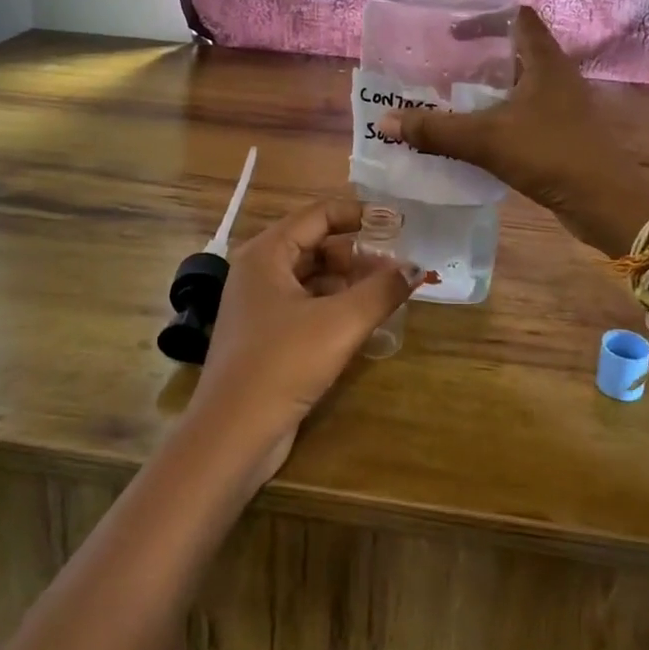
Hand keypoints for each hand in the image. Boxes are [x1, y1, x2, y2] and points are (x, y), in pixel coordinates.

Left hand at [188, 199, 419, 483]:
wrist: (232, 435)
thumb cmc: (283, 364)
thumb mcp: (340, 323)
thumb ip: (382, 290)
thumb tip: (416, 267)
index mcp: (267, 253)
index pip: (318, 215)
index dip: (358, 214)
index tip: (396, 222)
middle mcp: (259, 271)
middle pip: (316, 245)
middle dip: (357, 252)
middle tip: (396, 264)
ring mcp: (260, 305)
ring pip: (312, 277)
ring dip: (349, 281)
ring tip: (387, 292)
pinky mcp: (266, 336)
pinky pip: (306, 305)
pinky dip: (335, 305)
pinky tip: (363, 320)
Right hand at [375, 7, 648, 256]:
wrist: (606, 203)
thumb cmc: (551, 155)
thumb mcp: (487, 140)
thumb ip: (436, 130)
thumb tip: (385, 121)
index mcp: (545, 61)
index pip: (518, 16)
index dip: (485, 15)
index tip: (450, 30)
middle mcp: (556, 76)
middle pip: (514, 50)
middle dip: (477, 55)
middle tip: (439, 65)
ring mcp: (561, 106)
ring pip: (518, 84)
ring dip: (486, 88)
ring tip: (448, 97)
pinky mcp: (562, 133)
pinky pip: (523, 113)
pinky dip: (497, 115)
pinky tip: (472, 132)